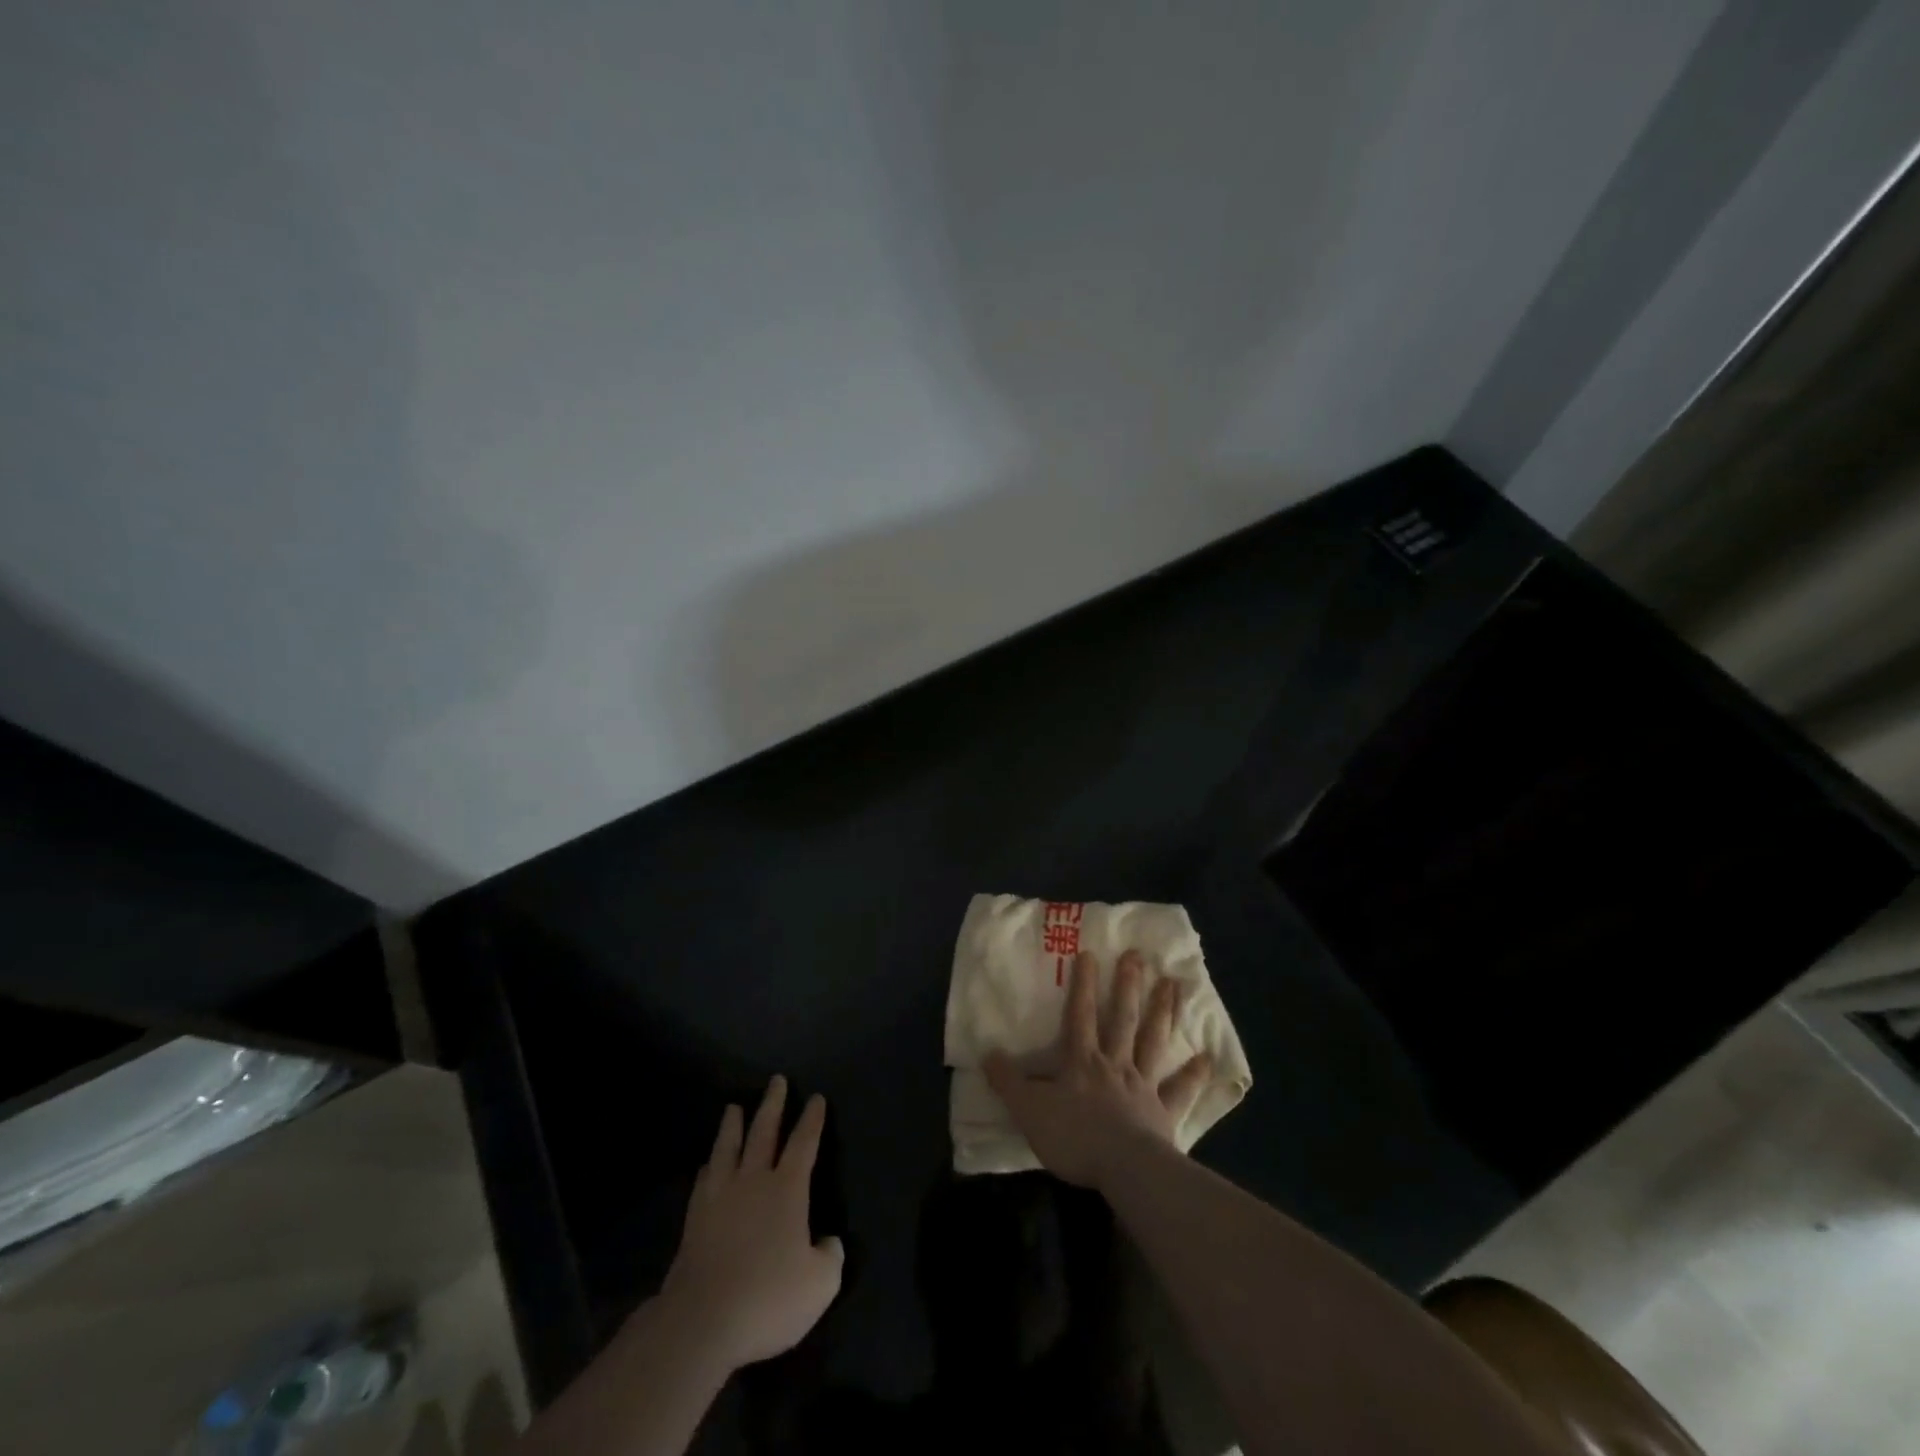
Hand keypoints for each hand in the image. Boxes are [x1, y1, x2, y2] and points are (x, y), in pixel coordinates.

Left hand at [656, 1076, 843, 1371]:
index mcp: (787, 1189)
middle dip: (773, 1105)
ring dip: (733, 1126)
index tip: (816, 1098)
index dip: (812, 1120)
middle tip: (776, 1080)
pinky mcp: (694, 1220)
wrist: (702, 1321)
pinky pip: (704, 1181)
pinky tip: (709, 1165)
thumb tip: (828, 1242)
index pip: (803, 1143)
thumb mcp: (820, 1284)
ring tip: (734, 1107)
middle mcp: (754, 1181)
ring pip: (728, 1148)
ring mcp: (720, 1198)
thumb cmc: (768, 1298)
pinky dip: (710, 1167)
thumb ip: (830, 1256)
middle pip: (764, 1132)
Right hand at [985, 950, 1210, 1189]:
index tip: (1091, 953)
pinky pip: (1180, 1090)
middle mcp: (1115, 1064)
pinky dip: (1194, 1075)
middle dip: (1129, 986)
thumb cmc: (1074, 1137)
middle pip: (1122, 1019)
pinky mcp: (1164, 1113)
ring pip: (1153, 1042)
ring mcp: (1143, 1087)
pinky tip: (1207, 1058)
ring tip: (1174, 985)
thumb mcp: (1029, 1110)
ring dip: (1163, 1013)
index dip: (1084, 985)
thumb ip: (1009, 1082)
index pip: (1080, 1015)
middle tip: (1139, 956)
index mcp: (1082, 1062)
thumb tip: (988, 1054)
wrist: (1124, 1169)